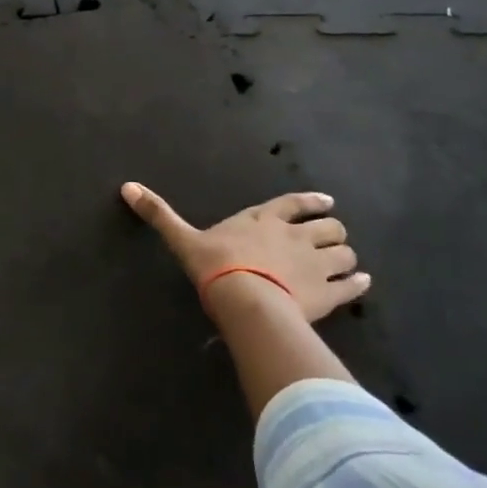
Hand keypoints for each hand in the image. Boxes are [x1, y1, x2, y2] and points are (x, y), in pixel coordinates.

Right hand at [120, 183, 369, 324]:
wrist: (246, 300)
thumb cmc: (215, 265)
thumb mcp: (182, 239)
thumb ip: (159, 214)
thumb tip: (127, 187)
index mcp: (264, 220)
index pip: (293, 204)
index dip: (310, 203)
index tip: (327, 203)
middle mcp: (296, 236)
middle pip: (329, 227)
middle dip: (332, 231)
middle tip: (329, 238)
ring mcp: (316, 264)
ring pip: (345, 253)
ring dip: (346, 256)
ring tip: (344, 263)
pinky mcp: (329, 294)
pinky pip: (352, 286)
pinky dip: (358, 284)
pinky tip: (360, 284)